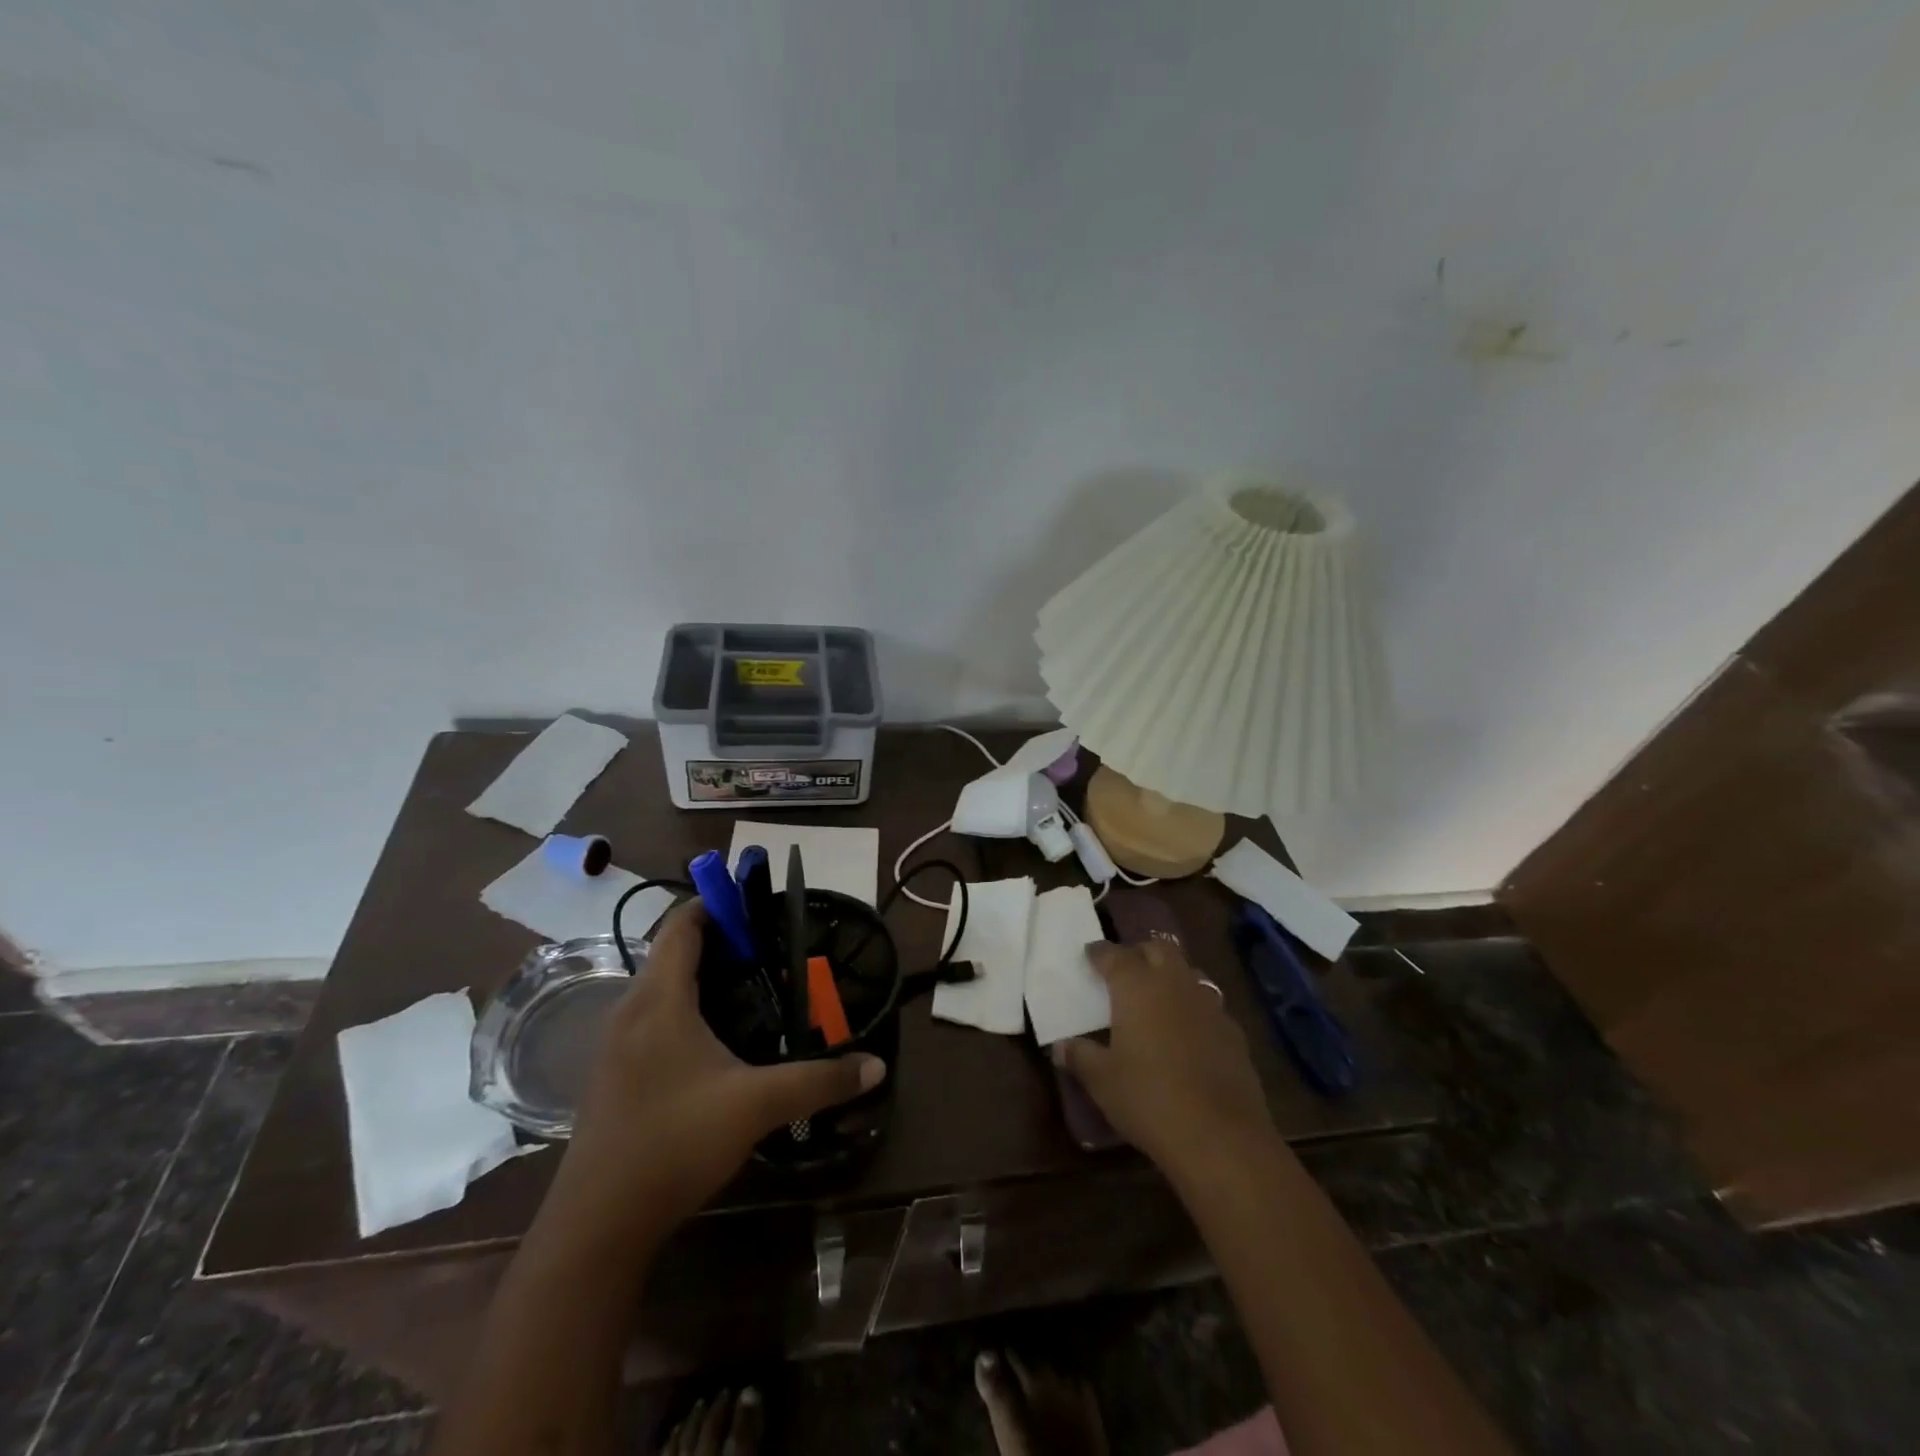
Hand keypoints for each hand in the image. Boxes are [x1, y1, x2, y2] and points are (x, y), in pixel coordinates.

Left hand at [544, 901, 885, 1241]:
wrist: (597, 1226)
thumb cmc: (674, 1143)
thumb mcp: (756, 1106)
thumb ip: (819, 1080)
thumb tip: (876, 1065)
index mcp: (659, 1000)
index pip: (682, 925)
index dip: (717, 903)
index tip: (758, 905)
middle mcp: (631, 1010)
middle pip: (672, 951)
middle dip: (720, 940)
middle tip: (770, 948)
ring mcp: (616, 1044)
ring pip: (661, 987)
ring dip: (702, 975)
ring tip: (753, 987)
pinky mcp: (614, 1074)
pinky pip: (653, 1017)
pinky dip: (686, 1006)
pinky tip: (718, 1039)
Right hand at [1053, 939, 1275, 1186]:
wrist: (1221, 1137)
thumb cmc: (1149, 1099)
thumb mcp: (1102, 1081)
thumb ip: (1080, 1056)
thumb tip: (1062, 1046)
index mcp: (1137, 987)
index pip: (1114, 955)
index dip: (1099, 953)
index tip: (1089, 954)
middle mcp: (1175, 984)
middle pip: (1159, 950)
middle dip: (1140, 953)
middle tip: (1125, 970)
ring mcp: (1209, 1006)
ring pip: (1189, 973)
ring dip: (1171, 977)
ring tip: (1157, 997)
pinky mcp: (1234, 1032)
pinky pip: (1209, 1005)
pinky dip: (1194, 1008)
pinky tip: (1187, 1033)